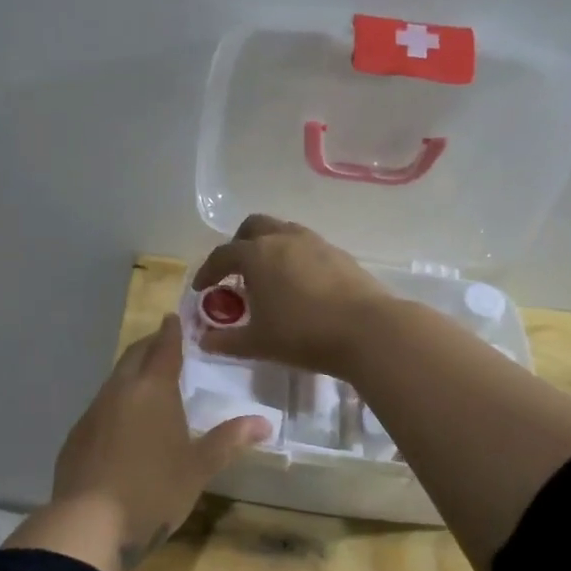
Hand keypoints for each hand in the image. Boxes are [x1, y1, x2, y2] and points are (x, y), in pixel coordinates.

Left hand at [5, 314, 269, 570]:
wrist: (89, 523)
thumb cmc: (154, 490)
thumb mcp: (198, 468)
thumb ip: (228, 440)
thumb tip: (264, 422)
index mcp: (152, 390)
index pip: (164, 347)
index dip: (172, 331)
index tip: (175, 318)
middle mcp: (119, 391)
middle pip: (134, 356)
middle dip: (150, 346)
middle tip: (165, 345)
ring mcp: (92, 412)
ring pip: (114, 381)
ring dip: (131, 374)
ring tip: (148, 383)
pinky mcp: (76, 436)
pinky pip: (100, 408)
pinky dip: (116, 404)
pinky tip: (123, 425)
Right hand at [191, 215, 392, 377]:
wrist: (367, 331)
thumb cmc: (303, 334)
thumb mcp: (257, 343)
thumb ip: (226, 341)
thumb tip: (203, 340)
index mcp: (256, 255)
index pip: (222, 255)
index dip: (208, 271)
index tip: (202, 289)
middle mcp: (283, 239)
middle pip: (253, 227)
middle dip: (239, 245)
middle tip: (236, 272)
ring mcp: (315, 242)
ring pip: (283, 232)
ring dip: (269, 248)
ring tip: (268, 278)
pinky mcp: (340, 254)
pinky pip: (307, 247)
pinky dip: (294, 258)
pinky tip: (299, 285)